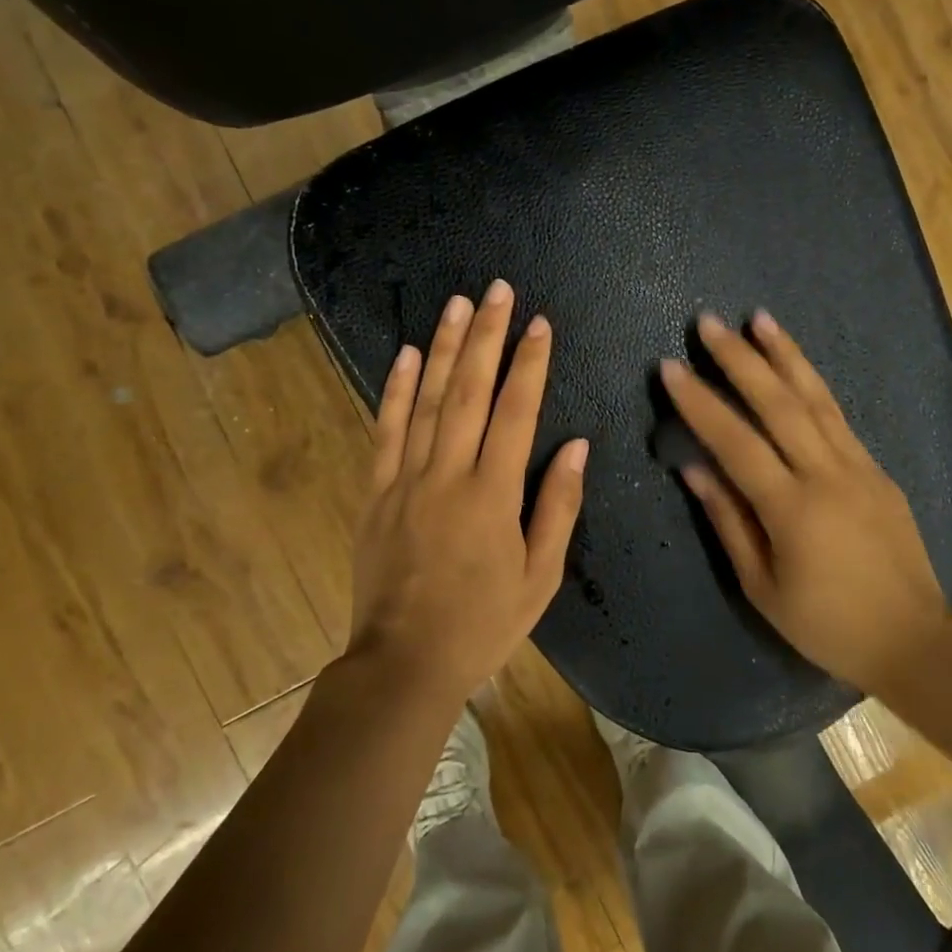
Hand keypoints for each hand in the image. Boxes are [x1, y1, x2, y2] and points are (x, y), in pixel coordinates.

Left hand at [348, 280, 588, 701]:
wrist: (405, 661)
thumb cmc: (483, 623)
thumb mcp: (540, 576)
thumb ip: (558, 506)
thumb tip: (575, 445)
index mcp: (493, 494)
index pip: (515, 412)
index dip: (529, 363)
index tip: (539, 323)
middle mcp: (448, 474)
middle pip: (468, 390)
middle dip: (486, 336)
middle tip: (496, 290)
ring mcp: (405, 480)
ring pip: (424, 400)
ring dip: (441, 348)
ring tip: (455, 304)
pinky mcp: (376, 492)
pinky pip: (385, 430)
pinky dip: (394, 389)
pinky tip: (403, 355)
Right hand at [661, 312, 944, 691]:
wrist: (912, 637)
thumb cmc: (826, 624)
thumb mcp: (762, 586)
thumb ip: (728, 521)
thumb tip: (693, 469)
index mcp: (792, 509)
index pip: (736, 442)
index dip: (700, 403)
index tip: (671, 367)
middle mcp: (827, 475)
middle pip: (778, 403)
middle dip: (740, 359)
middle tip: (709, 323)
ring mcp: (858, 467)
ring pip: (816, 398)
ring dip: (785, 354)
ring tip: (759, 318)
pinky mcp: (877, 470)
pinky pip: (839, 417)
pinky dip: (813, 384)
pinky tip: (796, 366)